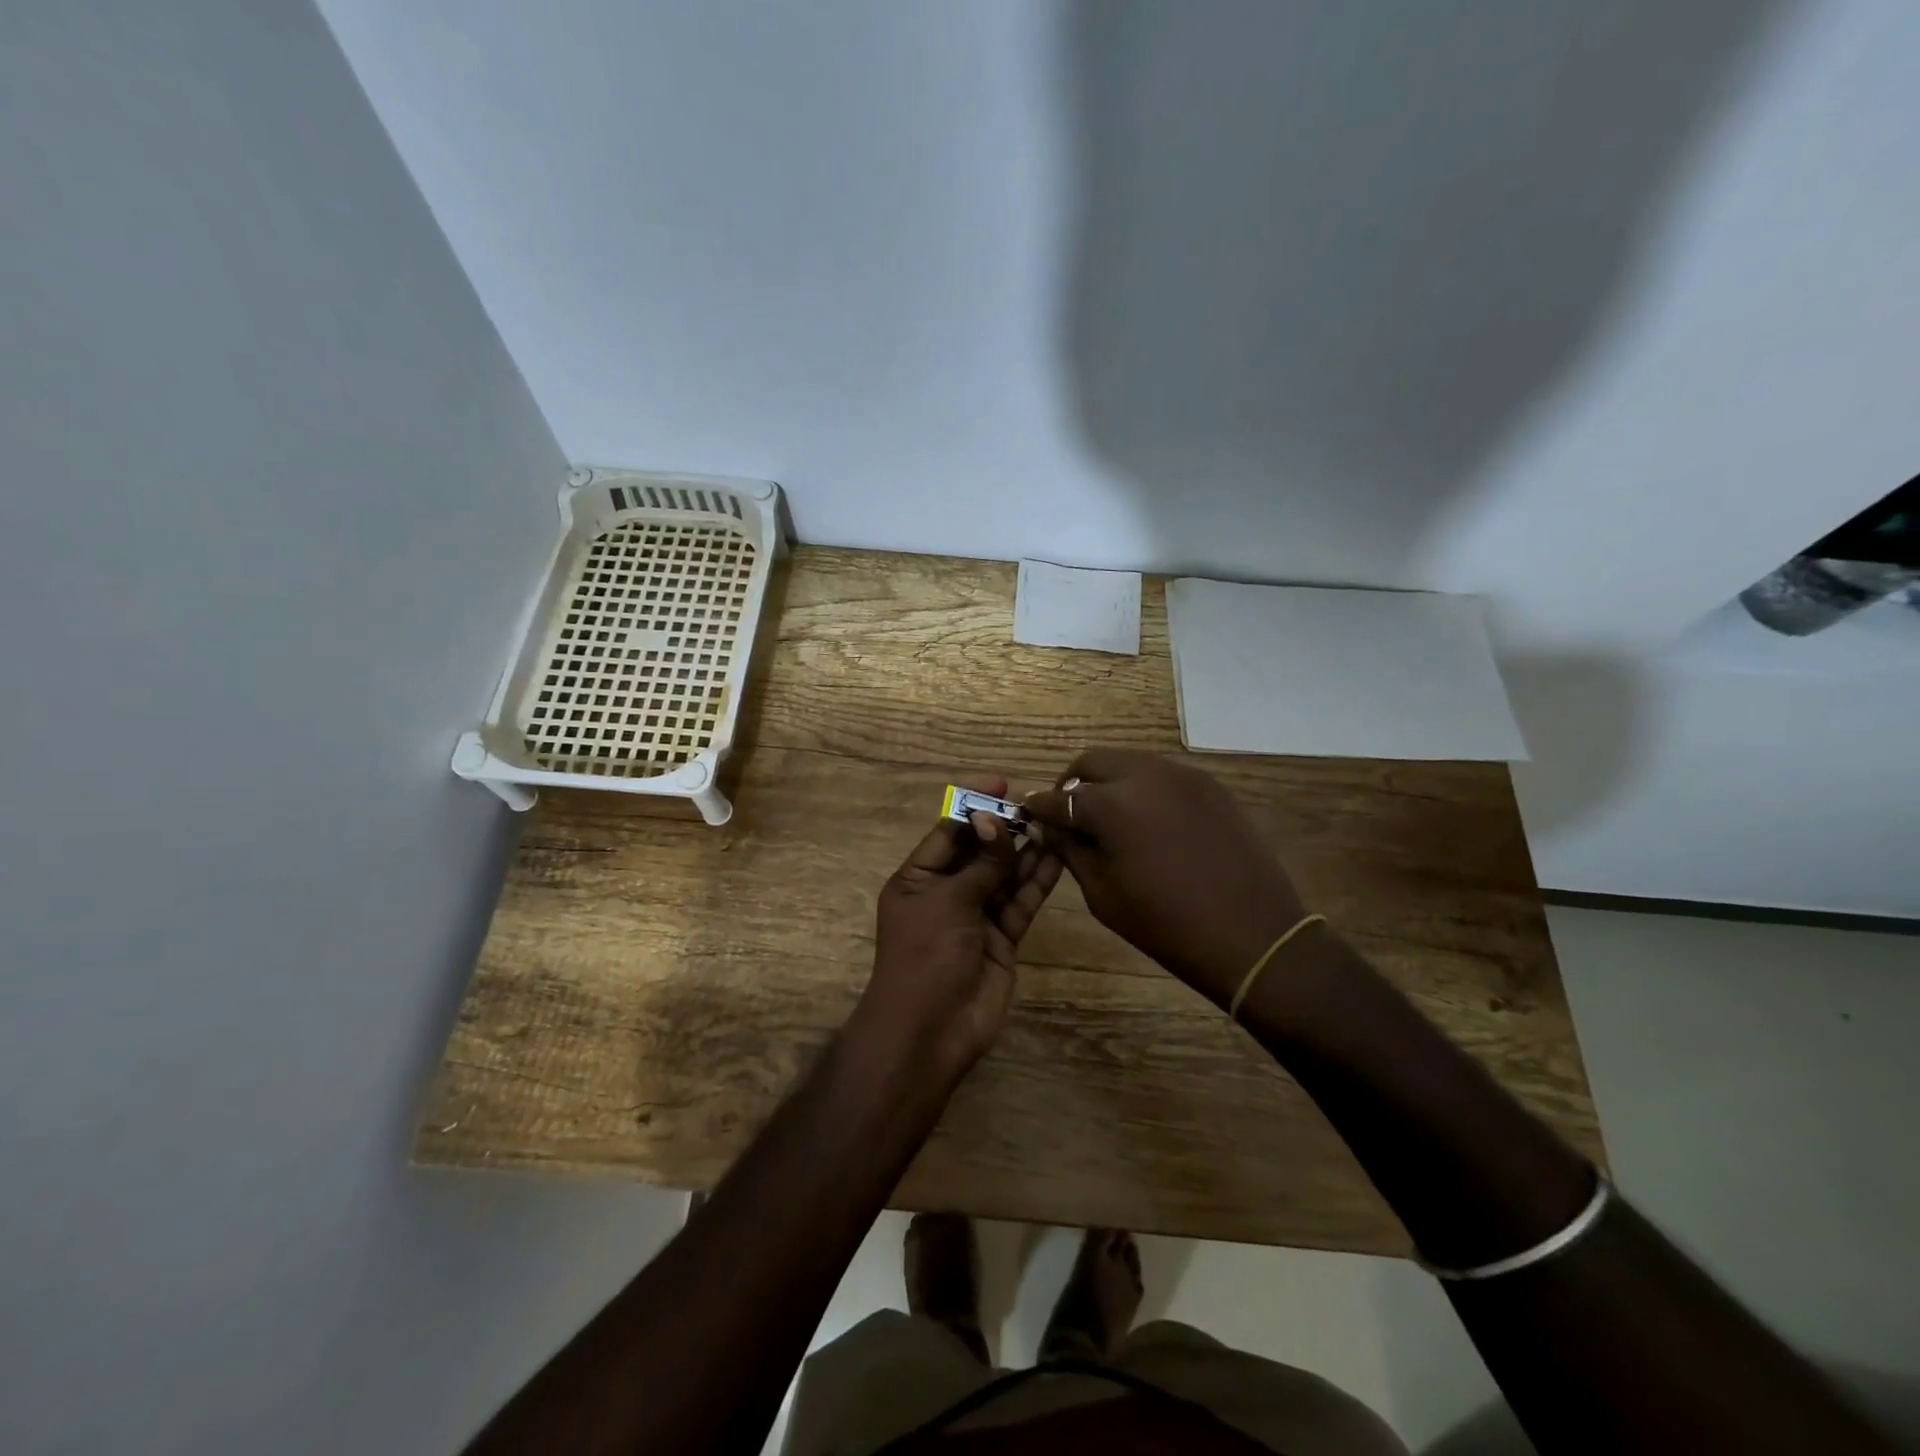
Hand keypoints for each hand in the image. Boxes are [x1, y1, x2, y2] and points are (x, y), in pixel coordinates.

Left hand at [848, 775, 1062, 1087]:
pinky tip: (1056, 857)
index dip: (974, 805)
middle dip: (1004, 828)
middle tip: (1037, 805)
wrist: (931, 1031)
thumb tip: (997, 820)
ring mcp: (976, 916)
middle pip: (979, 851)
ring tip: (1052, 824)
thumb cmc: (926, 955)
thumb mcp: (949, 900)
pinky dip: (1036, 881)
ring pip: (1004, 875)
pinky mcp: (1003, 938)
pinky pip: (1020, 901)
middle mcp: (947, 892)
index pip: (948, 831)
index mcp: (918, 878)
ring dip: (1025, 851)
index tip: (1001, 782)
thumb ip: (982, 863)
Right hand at [1024, 749, 1308, 1007]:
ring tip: (1107, 815)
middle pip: (1092, 762)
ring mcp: (1182, 775)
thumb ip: (1071, 850)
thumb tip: (1051, 826)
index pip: (1060, 796)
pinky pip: (1162, 774)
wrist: (1252, 936)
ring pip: (1128, 762)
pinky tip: (1146, 819)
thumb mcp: (1103, 893)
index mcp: (1112, 804)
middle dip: (1072, 783)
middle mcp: (1145, 775)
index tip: (1030, 814)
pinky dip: (1142, 787)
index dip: (1040, 806)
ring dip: (1107, 781)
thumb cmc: (1167, 925)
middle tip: (1068, 813)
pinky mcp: (1209, 785)